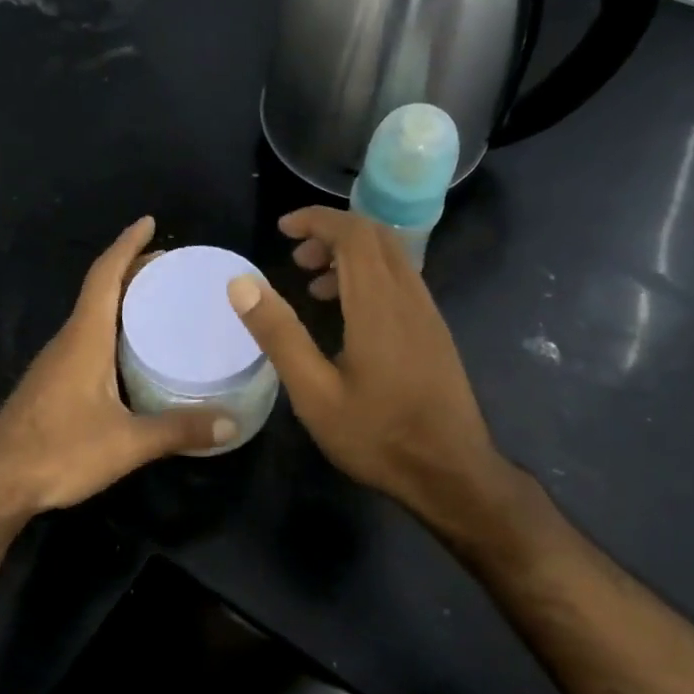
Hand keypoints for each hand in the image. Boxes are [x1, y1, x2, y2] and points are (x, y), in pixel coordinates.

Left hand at [0, 217, 234, 517]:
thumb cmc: (59, 452)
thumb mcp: (127, 443)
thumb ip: (179, 430)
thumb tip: (232, 423)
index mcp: (84, 339)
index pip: (105, 276)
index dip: (126, 246)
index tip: (148, 223)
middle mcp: (68, 342)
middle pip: (100, 292)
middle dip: (132, 272)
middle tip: (171, 269)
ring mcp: (56, 364)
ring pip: (92, 318)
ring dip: (121, 302)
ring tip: (159, 305)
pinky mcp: (52, 385)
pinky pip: (87, 342)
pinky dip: (112, 331)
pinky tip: (131, 355)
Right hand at [227, 207, 504, 521]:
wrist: (451, 473)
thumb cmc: (377, 435)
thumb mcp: (314, 392)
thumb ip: (279, 334)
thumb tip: (241, 283)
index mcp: (379, 304)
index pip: (353, 233)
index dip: (317, 221)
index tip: (283, 230)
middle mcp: (409, 296)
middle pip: (376, 236)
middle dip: (333, 233)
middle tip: (295, 258)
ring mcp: (428, 314)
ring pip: (392, 258)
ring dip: (352, 256)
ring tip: (313, 286)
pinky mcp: (435, 332)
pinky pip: (402, 281)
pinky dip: (370, 277)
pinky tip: (348, 316)